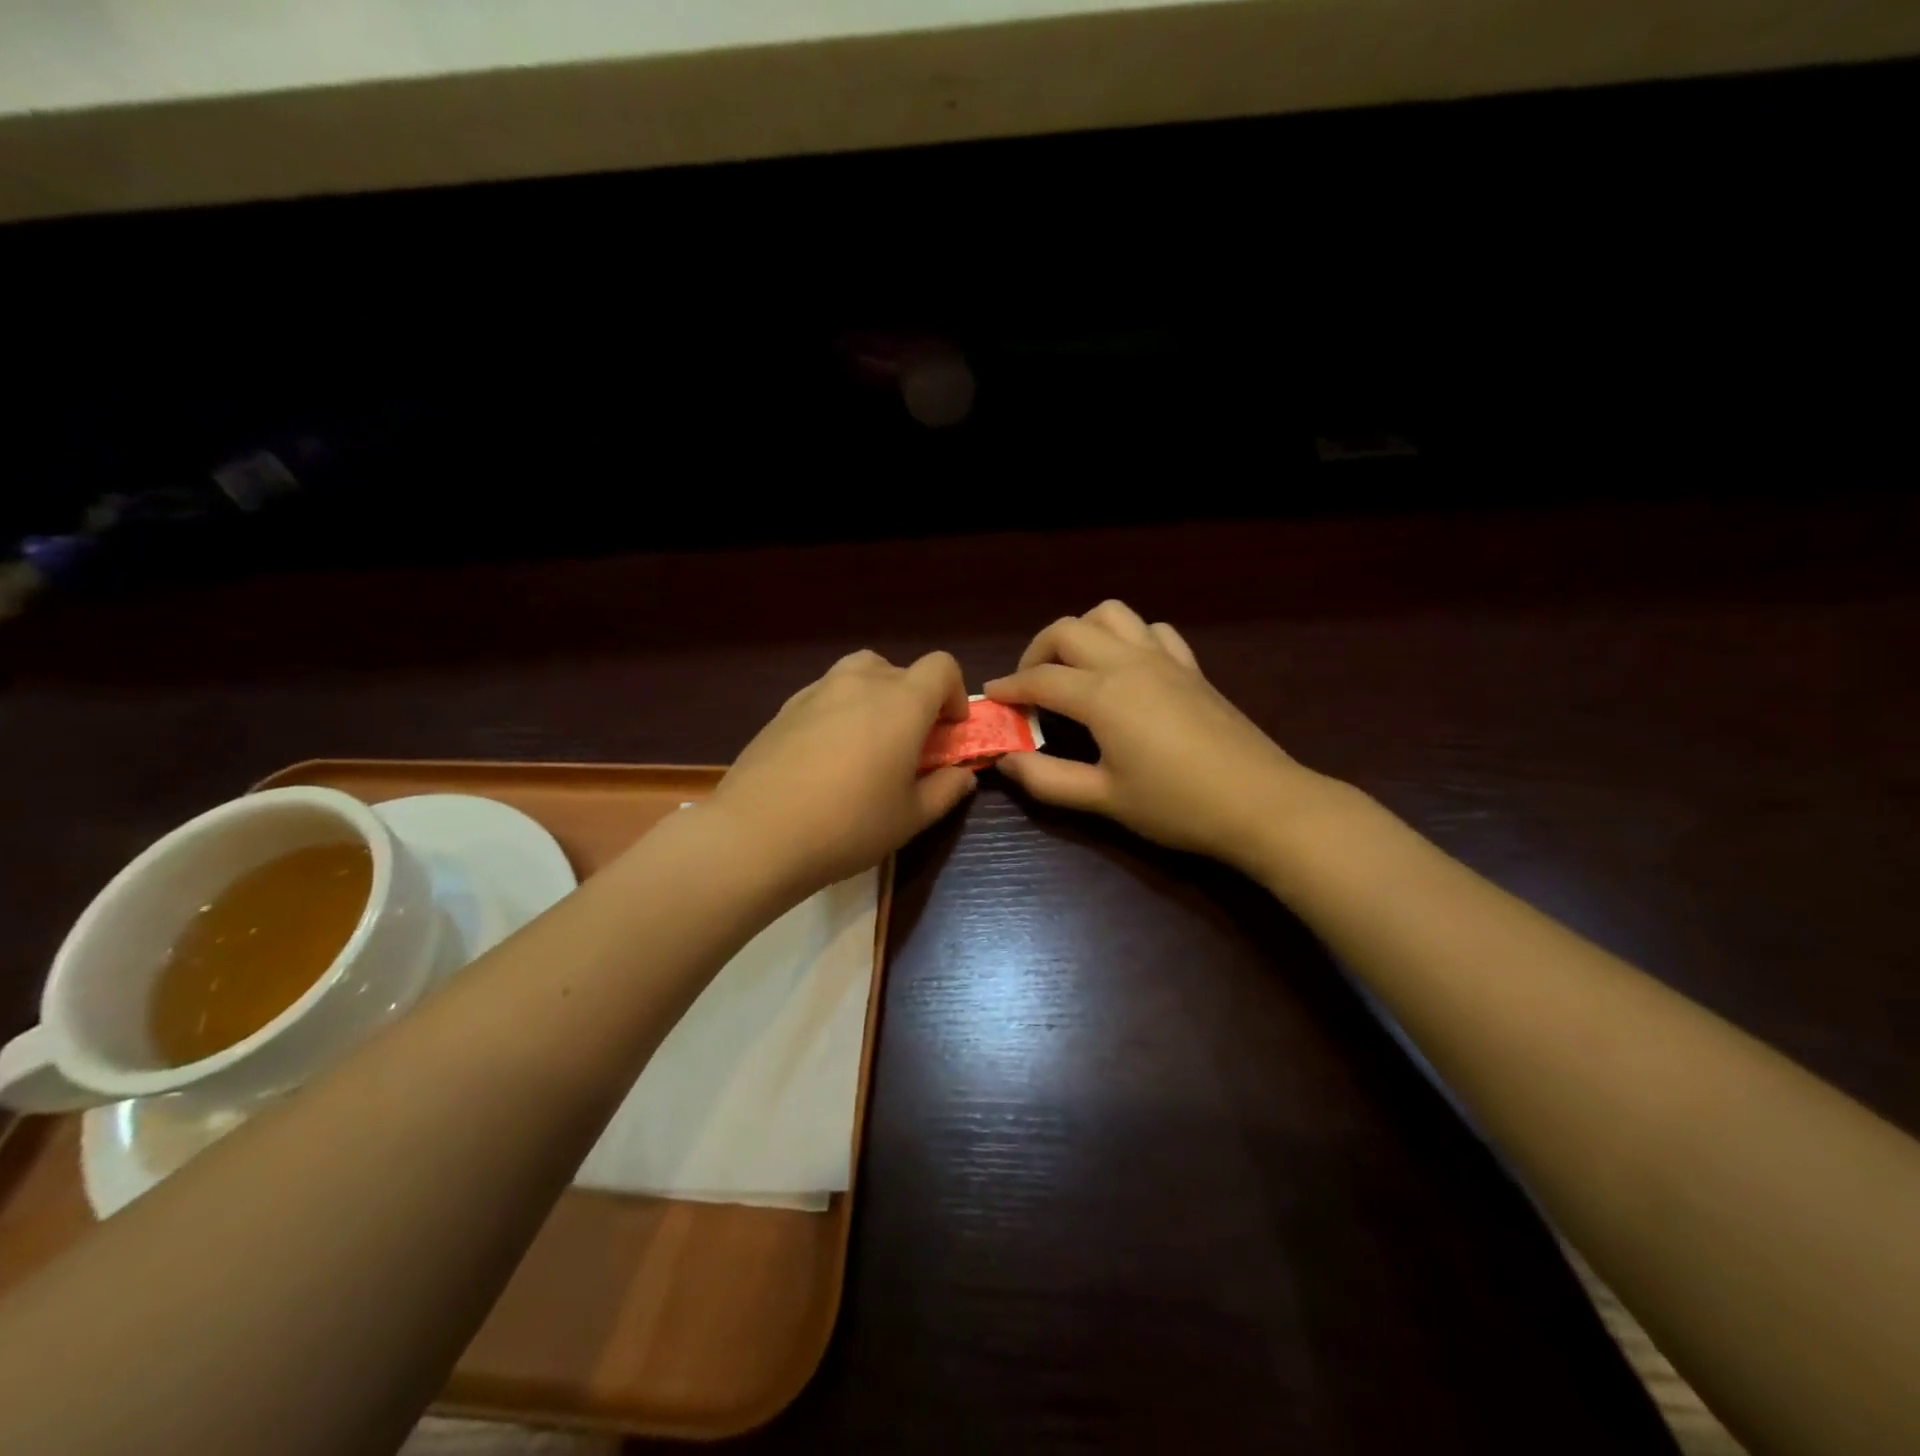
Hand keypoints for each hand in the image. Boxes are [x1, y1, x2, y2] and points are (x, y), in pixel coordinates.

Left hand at [710, 649, 977, 894]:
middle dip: (915, 699)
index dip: (954, 693)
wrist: (757, 834)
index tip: (948, 730)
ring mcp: (816, 691)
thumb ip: (946, 790)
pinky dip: (839, 710)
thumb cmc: (848, 826)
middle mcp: (860, 683)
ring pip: (858, 675)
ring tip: (867, 743)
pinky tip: (826, 756)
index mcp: (901, 702)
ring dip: (875, 698)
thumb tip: (962, 775)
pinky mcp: (784, 708)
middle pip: (900, 669)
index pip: (941, 667)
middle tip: (909, 744)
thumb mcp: (911, 817)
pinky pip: (825, 694)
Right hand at [984, 601, 1344, 870]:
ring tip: (1073, 668)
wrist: (1261, 803)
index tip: (991, 698)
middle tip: (1028, 686)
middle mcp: (1128, 662)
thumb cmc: (1177, 805)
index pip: (1040, 679)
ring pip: (1110, 615)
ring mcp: (1164, 659)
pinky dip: (1127, 637)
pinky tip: (1126, 668)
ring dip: (1081, 632)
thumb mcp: (1104, 799)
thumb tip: (1006, 762)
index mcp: (1102, 695)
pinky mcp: (1191, 667)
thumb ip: (1047, 780)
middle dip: (1036, 651)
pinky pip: (1152, 630)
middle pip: (1067, 630)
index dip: (1010, 687)